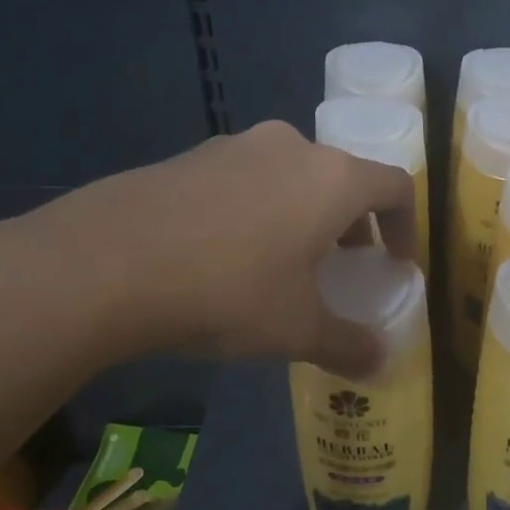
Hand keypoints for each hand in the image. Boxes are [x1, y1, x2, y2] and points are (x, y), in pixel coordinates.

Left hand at [0, 121, 416, 376]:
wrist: (103, 264)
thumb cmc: (228, 292)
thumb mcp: (296, 330)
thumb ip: (348, 345)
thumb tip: (380, 364)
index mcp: (333, 179)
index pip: (397, 187)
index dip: (407, 226)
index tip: (396, 263)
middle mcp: (291, 148)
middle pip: (343, 179)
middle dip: (353, 223)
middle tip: (343, 266)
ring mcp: (235, 145)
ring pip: (291, 176)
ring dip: (303, 214)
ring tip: (284, 262)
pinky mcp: (188, 156)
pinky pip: (244, 179)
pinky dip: (256, 209)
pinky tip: (226, 255)